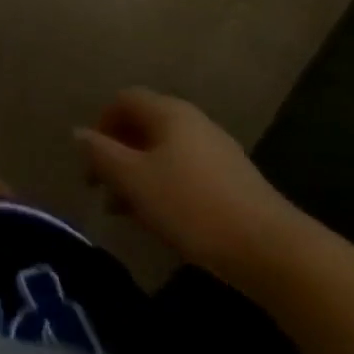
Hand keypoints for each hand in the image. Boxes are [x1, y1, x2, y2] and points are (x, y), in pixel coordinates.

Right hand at [75, 88, 298, 282]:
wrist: (274, 253)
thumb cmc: (193, 207)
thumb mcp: (135, 181)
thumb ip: (102, 154)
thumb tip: (79, 133)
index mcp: (168, 112)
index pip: (123, 100)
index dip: (101, 125)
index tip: (91, 162)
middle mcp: (193, 121)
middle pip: (144, 126)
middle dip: (119, 155)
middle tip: (104, 190)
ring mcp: (217, 151)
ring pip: (164, 153)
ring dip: (140, 176)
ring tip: (129, 213)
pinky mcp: (234, 183)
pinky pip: (186, 173)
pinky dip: (166, 189)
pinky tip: (165, 223)